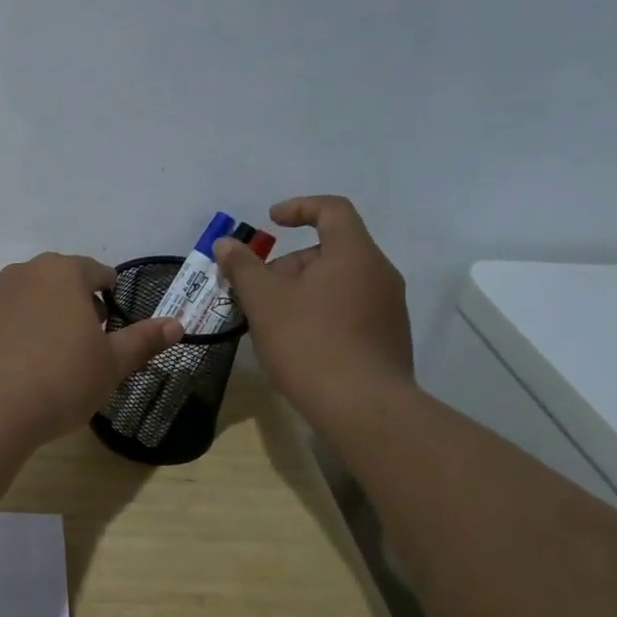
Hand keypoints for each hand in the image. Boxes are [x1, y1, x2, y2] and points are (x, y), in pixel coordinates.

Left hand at [0, 253, 182, 447]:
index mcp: (64, 272)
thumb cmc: (61, 380)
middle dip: (81, 308)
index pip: (99, 273)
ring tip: (58, 361)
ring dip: (51, 319)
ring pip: (35, 300)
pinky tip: (26, 369)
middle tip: (90, 348)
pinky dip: (23, 334)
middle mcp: (26, 272)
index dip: (113, 298)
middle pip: (64, 283)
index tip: (114, 329)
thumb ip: (144, 340)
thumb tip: (177, 324)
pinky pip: (9, 319)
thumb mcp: (112, 364)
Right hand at [213, 196, 414, 425]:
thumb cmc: (309, 343)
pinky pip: (350, 310)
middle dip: (289, 265)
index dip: (299, 208)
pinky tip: (298, 344)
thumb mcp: (264, 301)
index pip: (332, 209)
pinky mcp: (389, 339)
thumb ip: (243, 267)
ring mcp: (389, 309)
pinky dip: (321, 314)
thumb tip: (227, 243)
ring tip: (271, 322)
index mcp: (355, 254)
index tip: (270, 222)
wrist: (363, 408)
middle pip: (330, 251)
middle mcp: (380, 274)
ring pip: (338, 283)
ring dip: (302, 292)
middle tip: (257, 293)